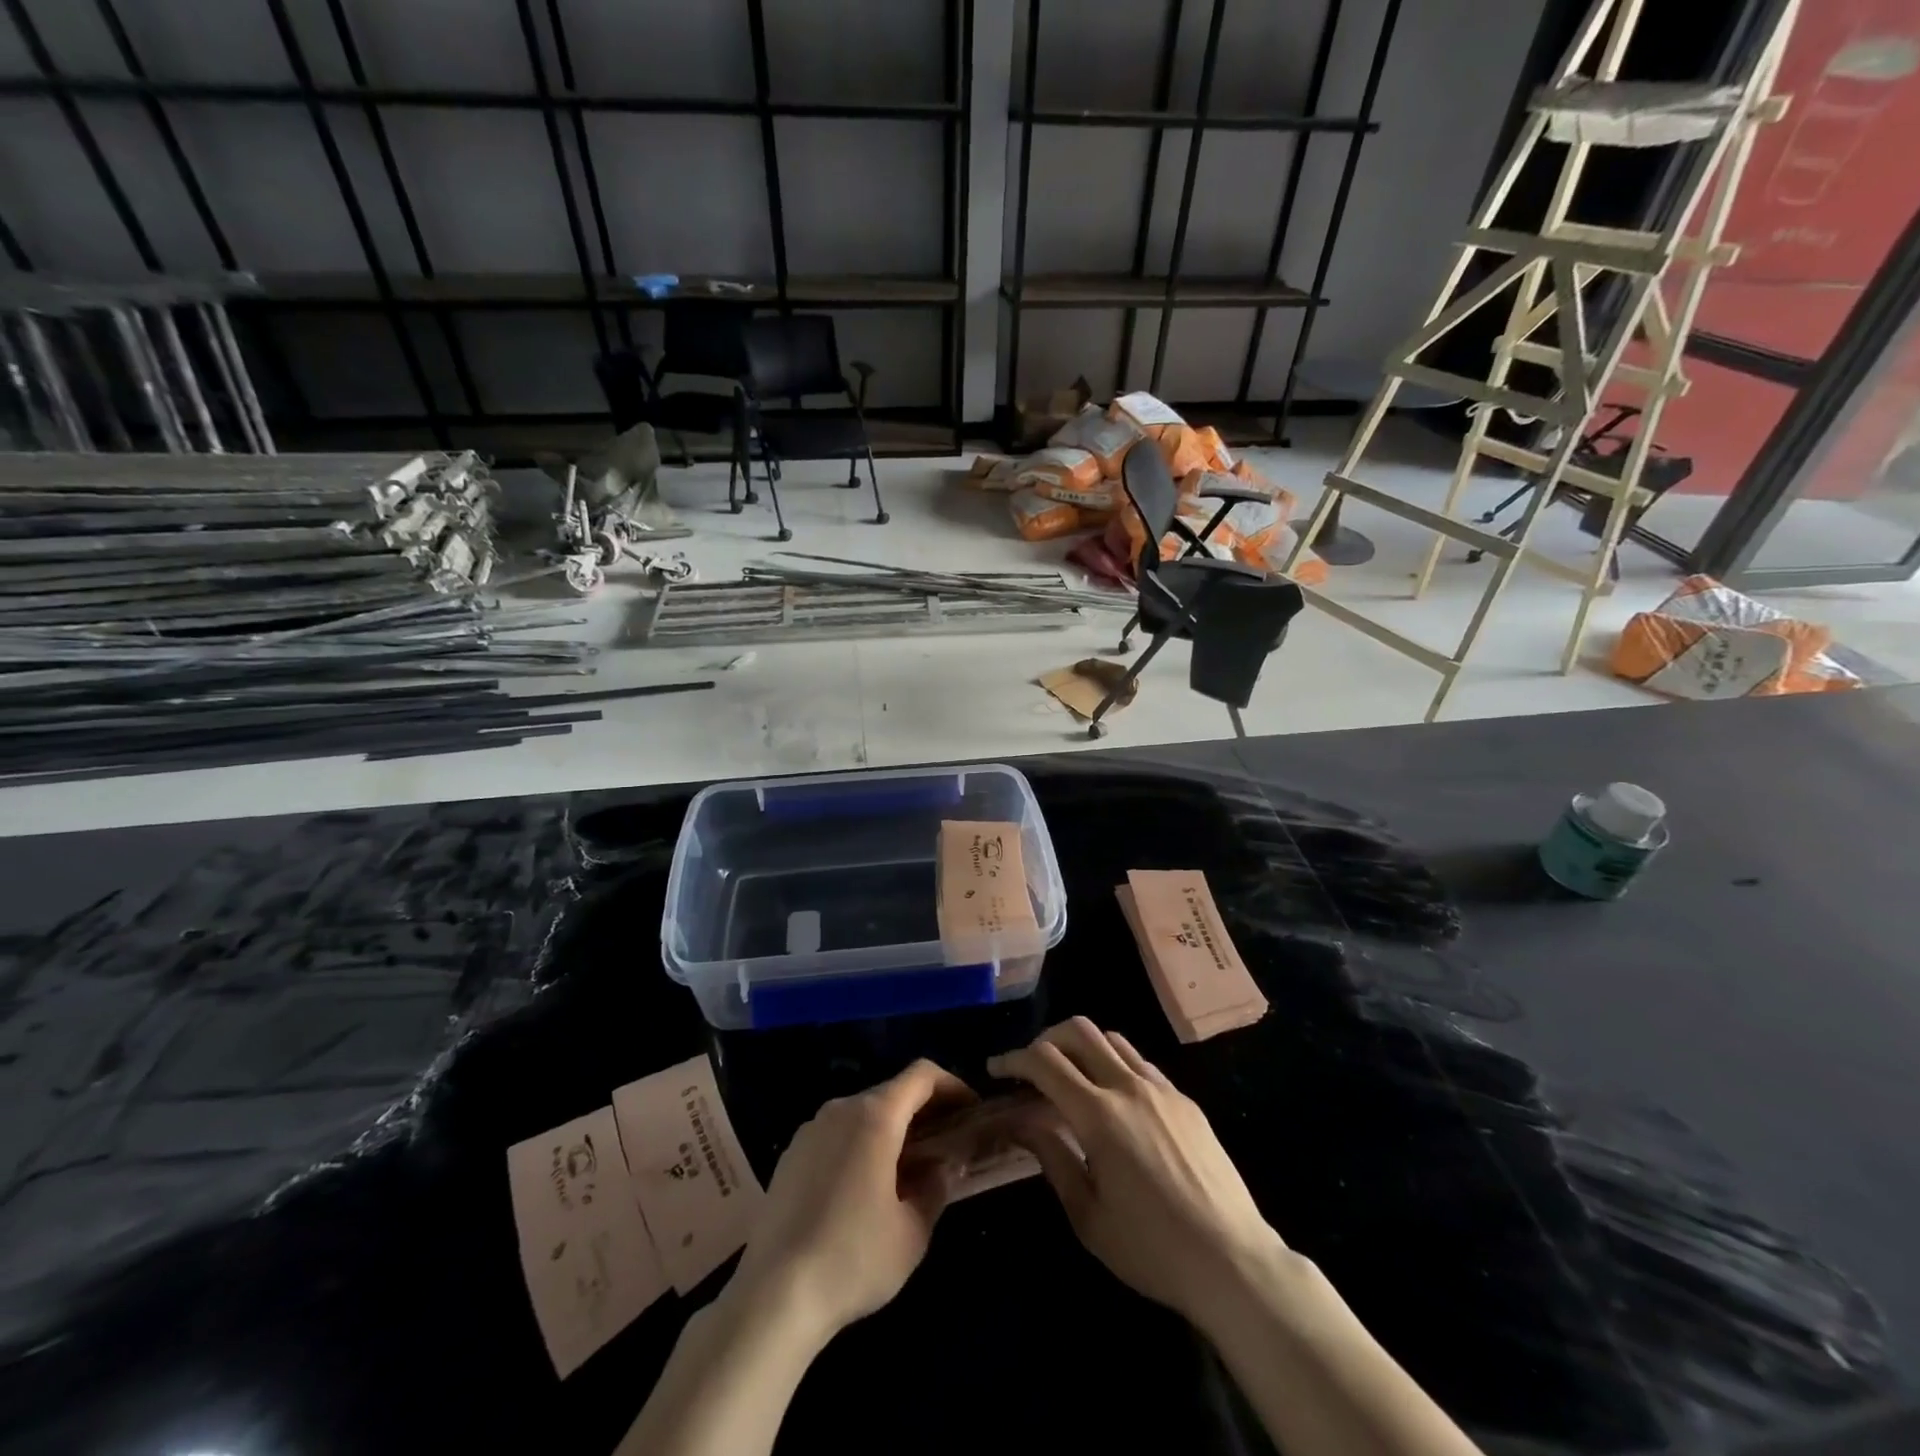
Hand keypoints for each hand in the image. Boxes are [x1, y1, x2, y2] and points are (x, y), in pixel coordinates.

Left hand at [727, 1060, 974, 1347]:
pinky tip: (863, 1190)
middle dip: (923, 1111)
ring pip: (863, 1114)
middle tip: (945, 1145)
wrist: (773, 1296)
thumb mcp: (912, 1232)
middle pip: (892, 1092)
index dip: (952, 1085)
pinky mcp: (790, 1155)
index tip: (971, 1110)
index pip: (921, 1075)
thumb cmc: (853, 1258)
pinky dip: (860, 1145)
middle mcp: (841, 1109)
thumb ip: (936, 1188)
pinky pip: (836, 1135)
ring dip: (891, 1130)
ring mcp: (810, 1130)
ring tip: (907, 1170)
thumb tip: (944, 1167)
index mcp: (875, 1116)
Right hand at [988, 1017, 1283, 1322]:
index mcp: (1100, 1116)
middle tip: (1031, 1067)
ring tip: (1070, 1077)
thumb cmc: (1152, 1250)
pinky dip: (1114, 1064)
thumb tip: (1021, 1122)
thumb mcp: (1088, 1216)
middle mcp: (1129, 1087)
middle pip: (1079, 1031)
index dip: (1014, 1059)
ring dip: (1082, 1047)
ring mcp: (1162, 1089)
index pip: (1045, 1062)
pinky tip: (1113, 1099)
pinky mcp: (1185, 1100)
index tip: (997, 1069)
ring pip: (1112, 1039)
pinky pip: (1140, 1063)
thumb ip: (1052, 1158)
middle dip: (1046, 1039)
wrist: (1233, 1262)